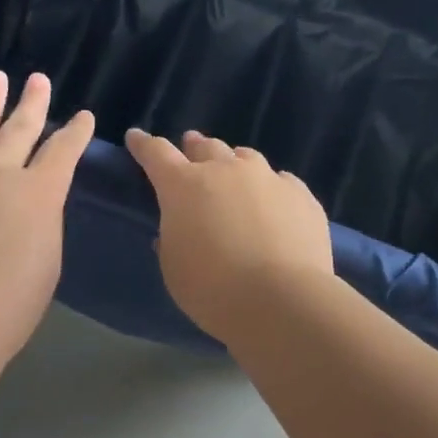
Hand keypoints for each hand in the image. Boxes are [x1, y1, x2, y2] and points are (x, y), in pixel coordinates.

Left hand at [0, 71, 94, 361]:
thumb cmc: (12, 303)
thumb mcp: (48, 258)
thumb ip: (42, 220)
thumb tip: (33, 202)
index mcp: (38, 193)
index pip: (62, 152)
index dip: (75, 132)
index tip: (82, 116)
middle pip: (18, 129)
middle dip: (32, 103)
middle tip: (37, 79)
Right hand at [124, 129, 334, 343]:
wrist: (282, 300)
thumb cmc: (213, 289)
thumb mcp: (175, 269)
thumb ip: (172, 240)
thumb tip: (180, 228)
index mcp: (184, 186)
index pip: (156, 153)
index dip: (144, 144)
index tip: (136, 137)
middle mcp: (225, 170)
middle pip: (205, 147)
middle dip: (195, 148)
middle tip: (192, 149)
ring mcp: (267, 178)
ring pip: (245, 158)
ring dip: (234, 163)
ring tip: (234, 173)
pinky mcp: (300, 194)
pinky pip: (280, 181)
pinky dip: (270, 188)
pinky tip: (274, 203)